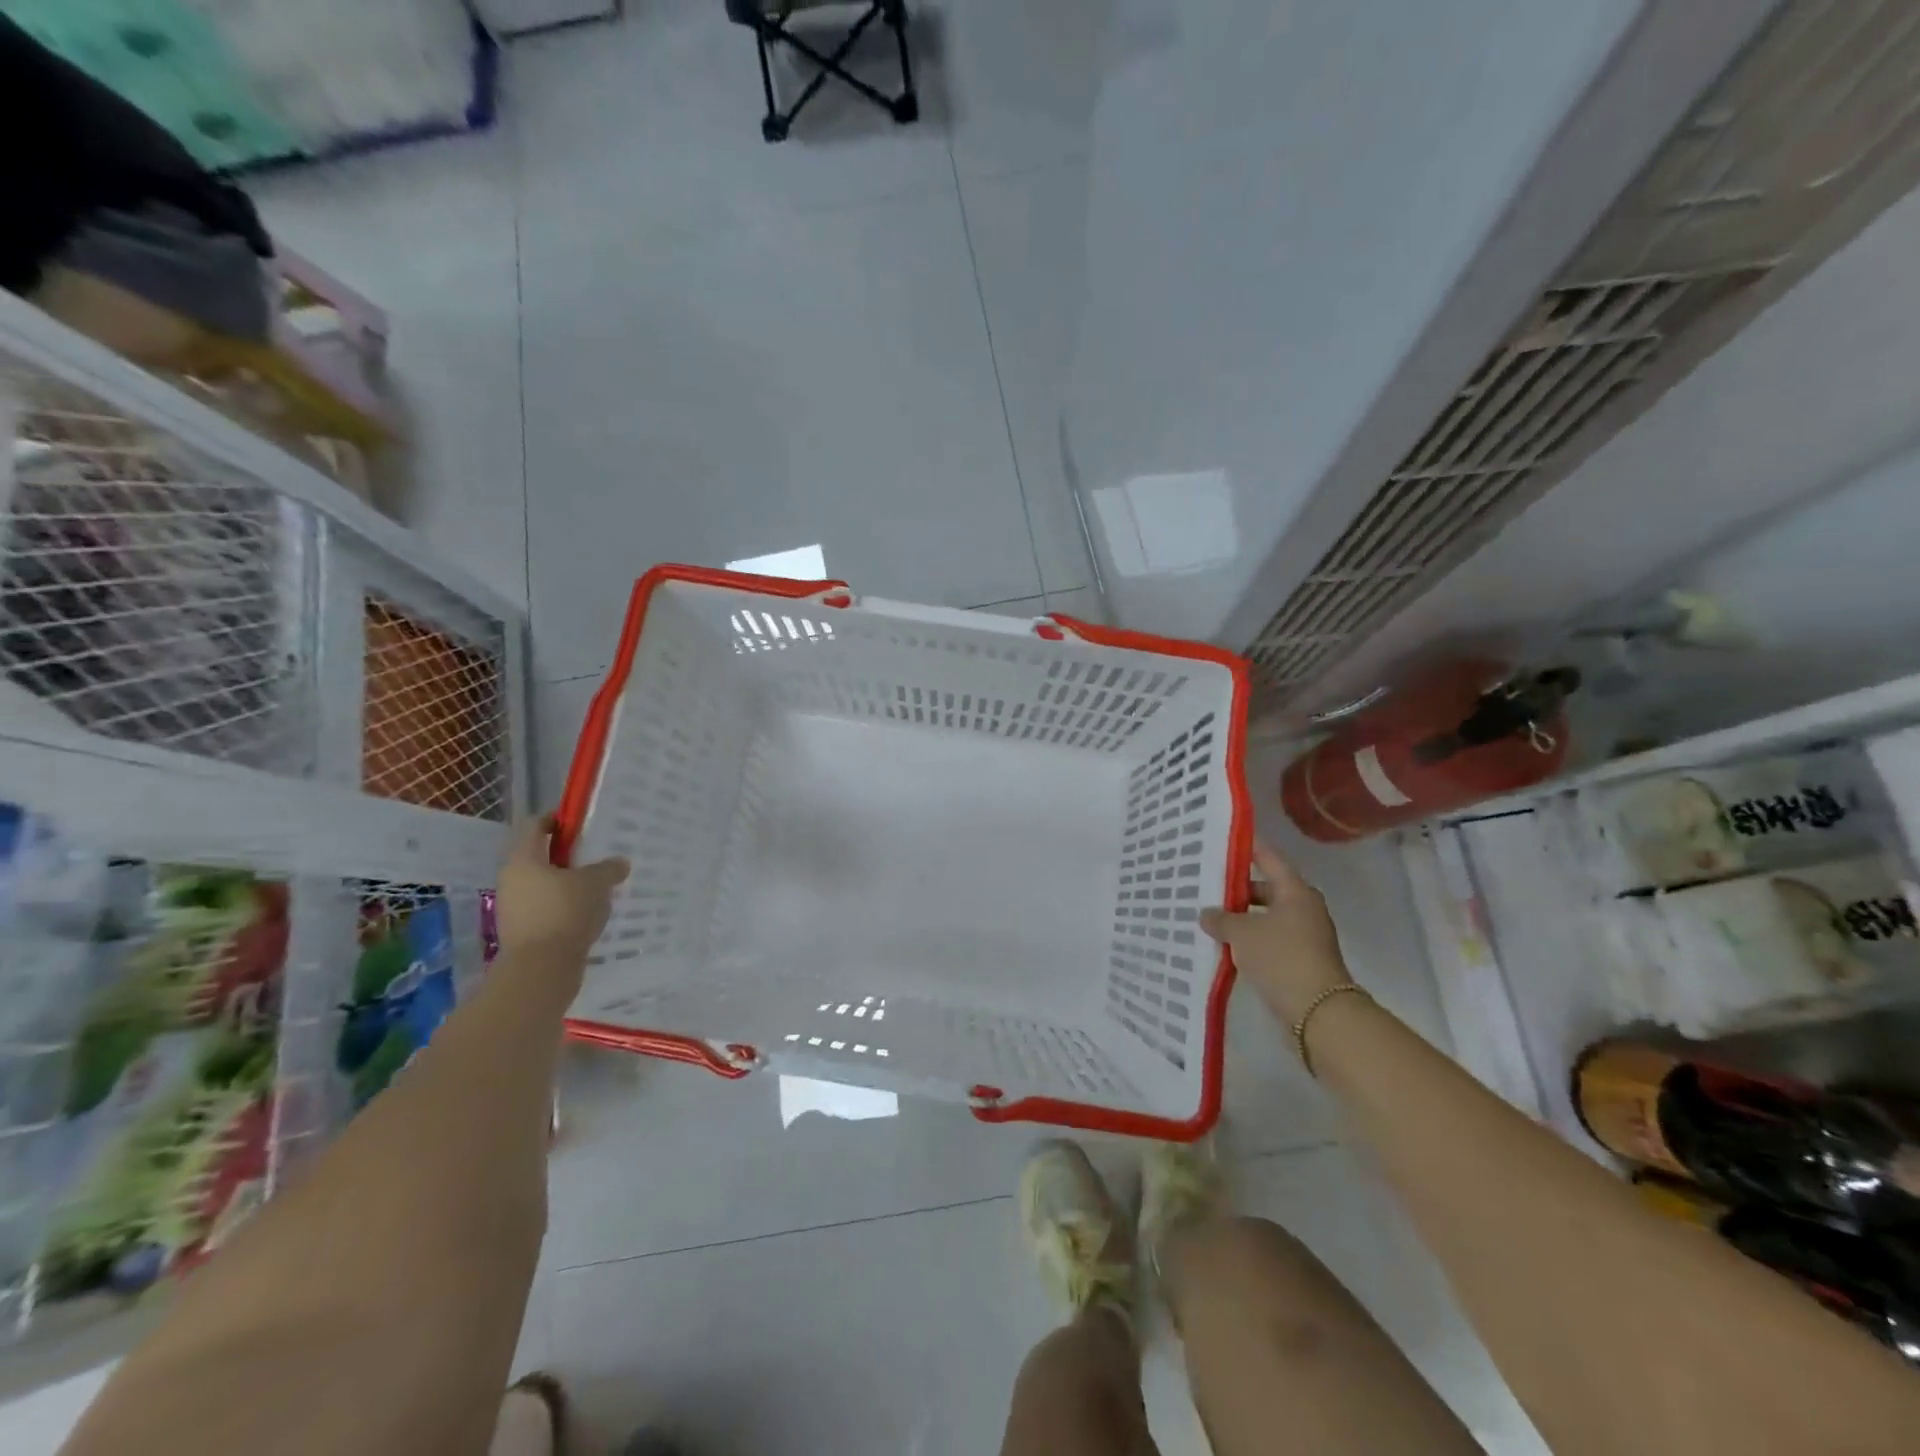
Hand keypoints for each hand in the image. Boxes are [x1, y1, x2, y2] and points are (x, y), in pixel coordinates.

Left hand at [496, 815, 629, 964]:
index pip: (535, 826)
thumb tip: (619, 862)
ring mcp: (514, 908)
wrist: (541, 969)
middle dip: (567, 856)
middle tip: (595, 857)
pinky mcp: (522, 931)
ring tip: (597, 887)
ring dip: (567, 883)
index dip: (557, 819)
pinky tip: (588, 913)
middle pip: (540, 857)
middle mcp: (512, 880)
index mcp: (524, 860)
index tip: (579, 822)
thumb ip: (608, 868)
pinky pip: (546, 908)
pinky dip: (564, 906)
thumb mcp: (595, 883)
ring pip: (543, 885)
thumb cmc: (564, 912)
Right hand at [1201, 838, 1352, 1025]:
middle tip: (1207, 886)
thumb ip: (1221, 919)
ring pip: (1267, 917)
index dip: (1248, 849)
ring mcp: (1305, 936)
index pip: (1269, 860)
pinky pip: (1270, 940)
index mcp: (1296, 892)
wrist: (1318, 1012)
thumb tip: (1207, 913)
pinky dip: (1250, 940)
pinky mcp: (1301, 961)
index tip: (1224, 841)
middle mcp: (1304, 909)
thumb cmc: (1281, 957)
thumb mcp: (1242, 933)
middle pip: (1268, 889)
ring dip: (1243, 918)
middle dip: (1238, 889)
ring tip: (1211, 917)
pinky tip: (1227, 945)